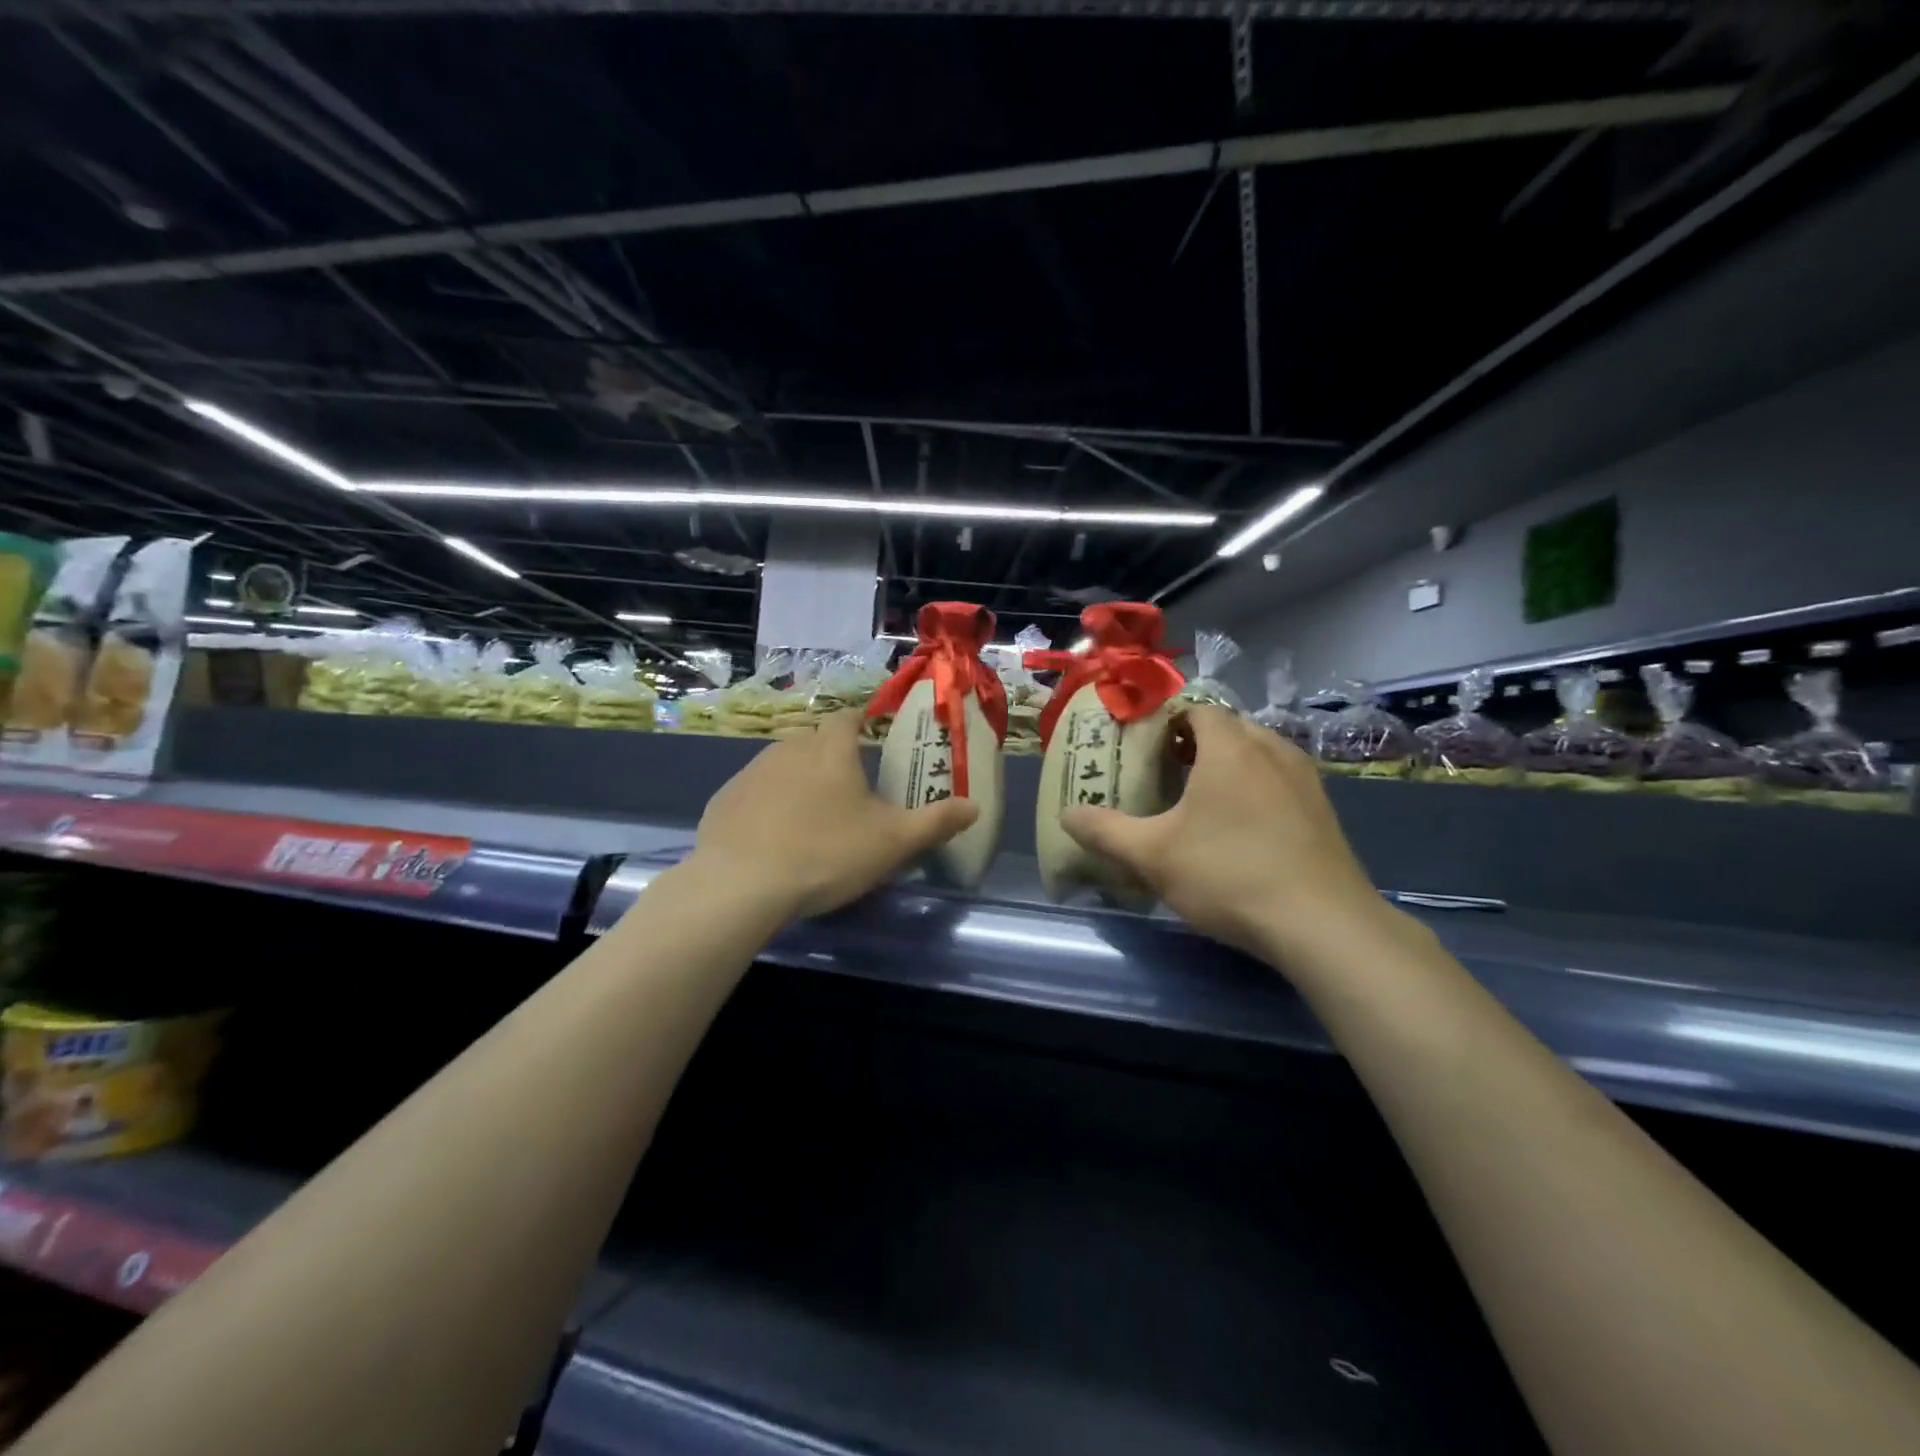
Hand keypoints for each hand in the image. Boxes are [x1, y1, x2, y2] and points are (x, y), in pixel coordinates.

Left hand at [691, 710, 979, 920]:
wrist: (741, 886)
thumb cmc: (827, 854)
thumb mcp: (893, 842)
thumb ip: (936, 821)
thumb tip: (974, 806)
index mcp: (831, 750)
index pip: (848, 717)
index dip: (861, 722)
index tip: (872, 736)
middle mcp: (788, 749)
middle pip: (814, 740)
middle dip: (831, 755)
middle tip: (849, 787)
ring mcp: (750, 773)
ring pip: (781, 764)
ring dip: (798, 779)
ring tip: (812, 815)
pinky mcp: (723, 801)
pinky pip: (753, 793)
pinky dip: (767, 805)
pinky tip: (773, 837)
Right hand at [1060, 705, 1387, 962]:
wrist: (1323, 924)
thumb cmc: (1229, 874)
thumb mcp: (1153, 856)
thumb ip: (1106, 832)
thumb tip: (1067, 815)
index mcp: (1229, 746)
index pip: (1197, 709)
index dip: (1167, 722)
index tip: (1145, 747)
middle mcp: (1271, 749)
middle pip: (1228, 728)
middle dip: (1196, 743)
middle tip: (1166, 772)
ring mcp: (1305, 778)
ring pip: (1259, 753)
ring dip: (1229, 765)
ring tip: (1201, 800)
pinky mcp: (1324, 810)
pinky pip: (1281, 780)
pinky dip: (1257, 788)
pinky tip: (1243, 829)